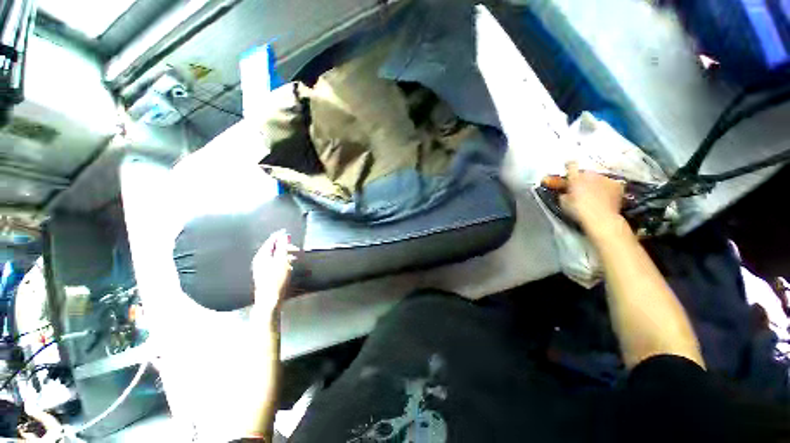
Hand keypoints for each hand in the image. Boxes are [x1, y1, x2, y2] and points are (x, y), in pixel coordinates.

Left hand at [251, 230, 297, 315]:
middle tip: (296, 248)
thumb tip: (283, 236)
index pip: (270, 241)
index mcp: (262, 255)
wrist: (270, 299)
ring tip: (296, 257)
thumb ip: (282, 247)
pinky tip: (291, 266)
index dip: (279, 236)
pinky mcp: (266, 275)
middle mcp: (260, 260)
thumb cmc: (276, 279)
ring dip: (286, 255)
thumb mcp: (282, 261)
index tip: (287, 232)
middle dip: (285, 247)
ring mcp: (262, 268)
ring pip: (275, 257)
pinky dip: (283, 262)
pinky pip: (275, 263)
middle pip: (273, 249)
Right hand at [559, 162, 624, 232]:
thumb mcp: (564, 202)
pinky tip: (605, 195)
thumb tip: (565, 191)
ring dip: (595, 182)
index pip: (571, 165)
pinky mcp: (617, 184)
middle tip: (581, 187)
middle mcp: (591, 174)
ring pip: (598, 177)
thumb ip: (564, 193)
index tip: (568, 168)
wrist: (601, 217)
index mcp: (576, 177)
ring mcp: (606, 178)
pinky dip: (607, 187)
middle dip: (583, 178)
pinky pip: (609, 183)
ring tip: (595, 193)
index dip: (569, 166)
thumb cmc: (579, 210)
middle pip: (585, 172)